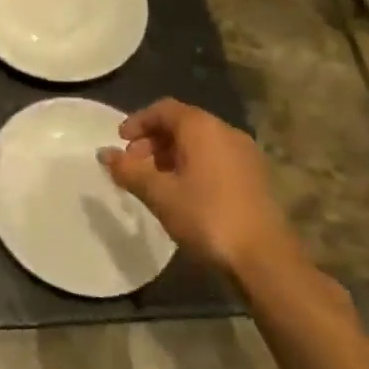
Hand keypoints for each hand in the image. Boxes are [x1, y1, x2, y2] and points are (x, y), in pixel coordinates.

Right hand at [99, 98, 297, 275]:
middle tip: (134, 164)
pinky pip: (216, 157)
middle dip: (153, 139)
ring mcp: (245, 154)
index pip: (164, 109)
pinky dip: (193, 165)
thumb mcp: (159, 194)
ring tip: (155, 181)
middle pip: (182, 123)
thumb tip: (103, 154)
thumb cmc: (206, 217)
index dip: (138, 121)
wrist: (265, 259)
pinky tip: (183, 193)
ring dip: (172, 154)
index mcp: (202, 127)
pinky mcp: (255, 177)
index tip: (120, 142)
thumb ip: (129, 170)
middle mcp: (226, 132)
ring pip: (199, 142)